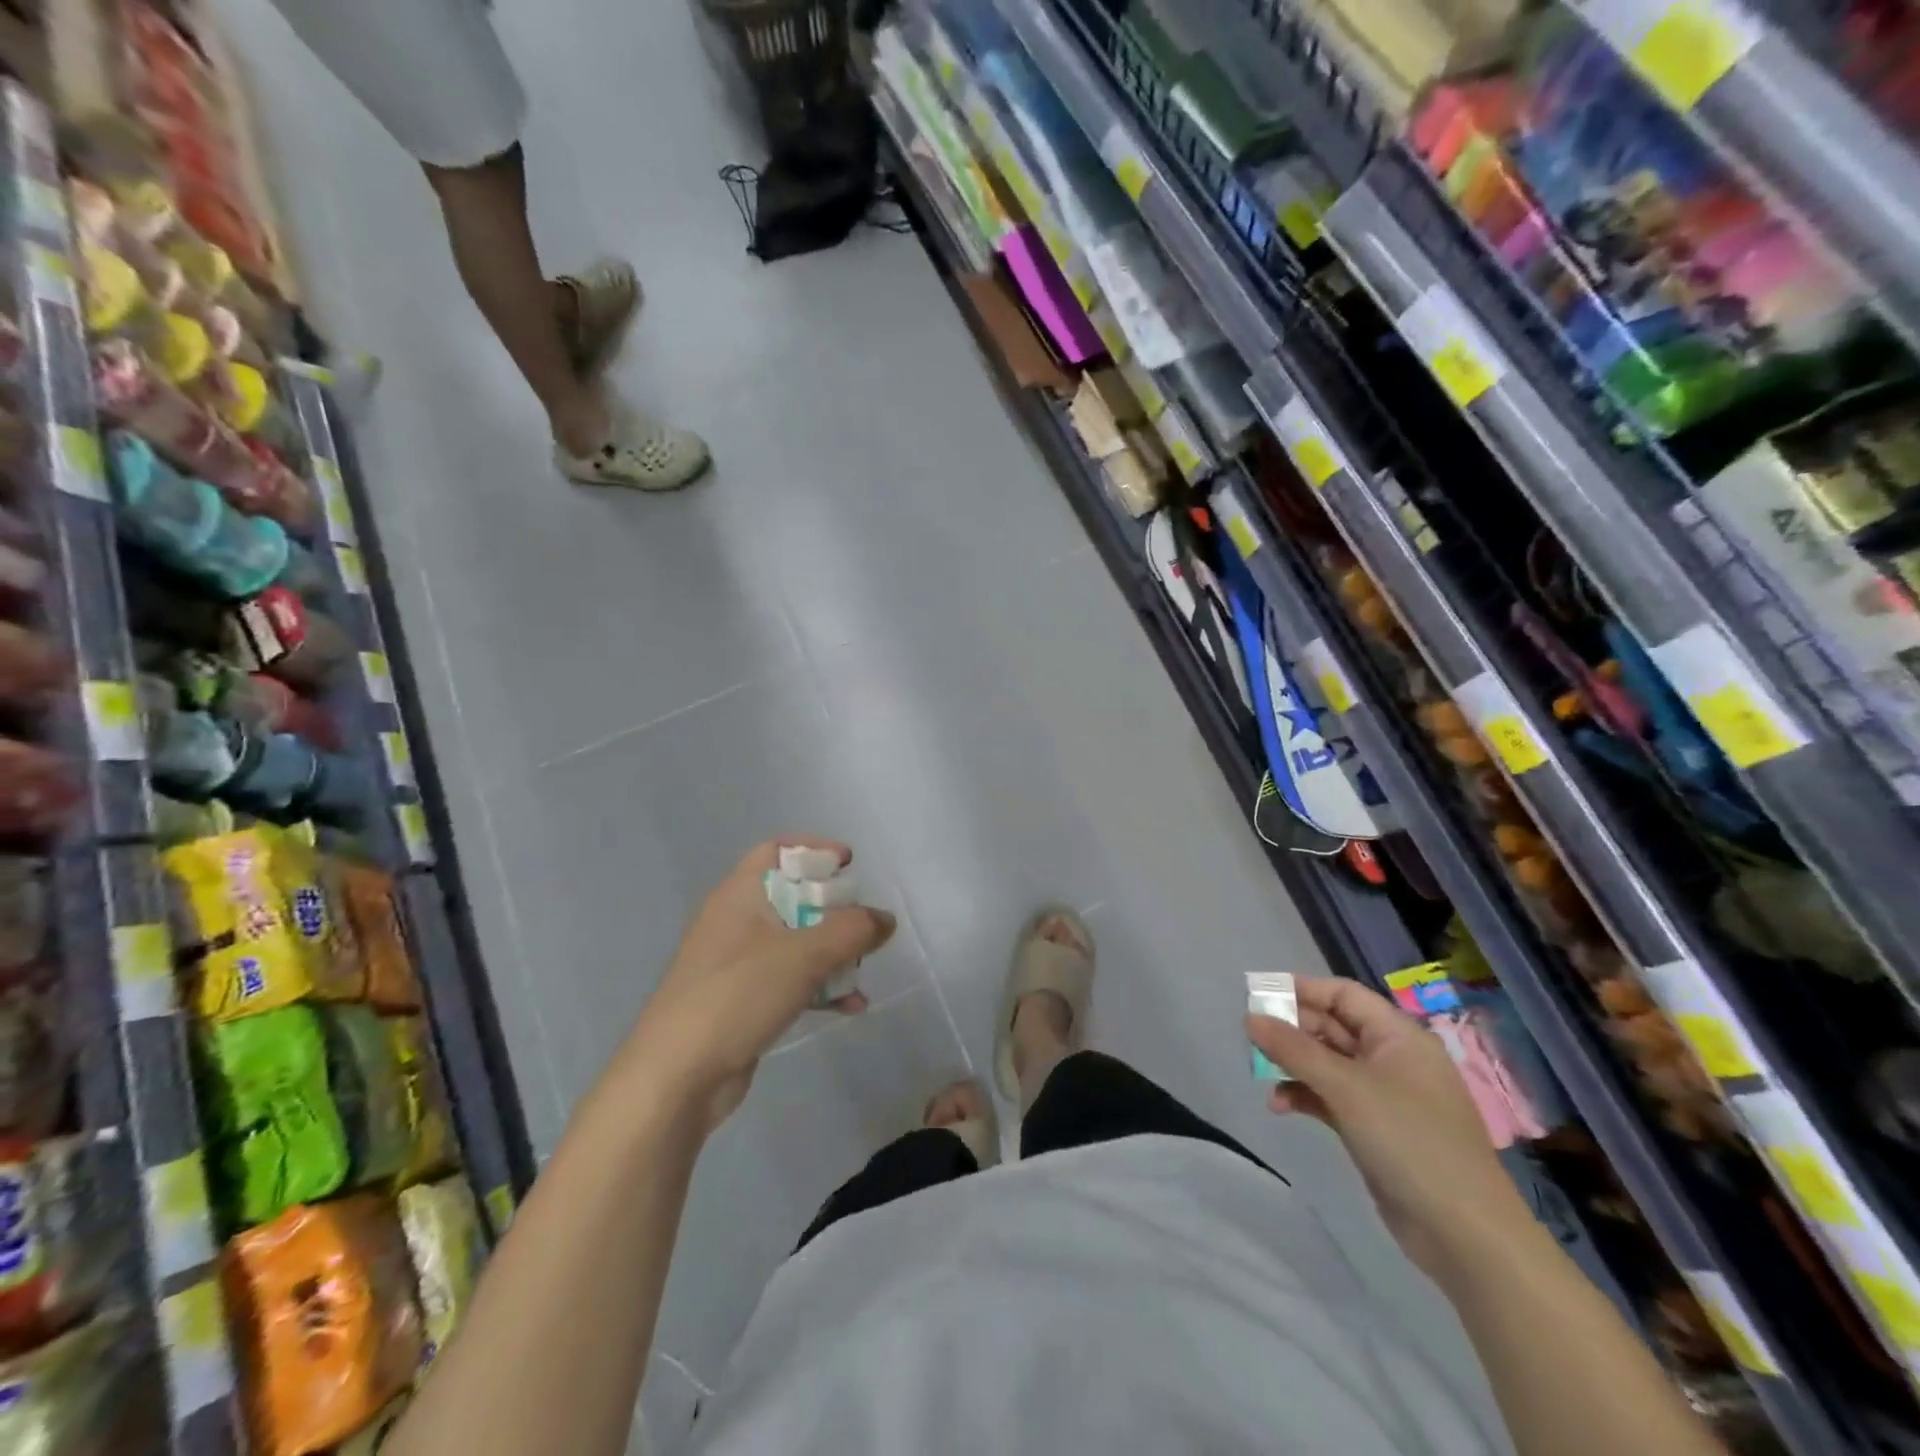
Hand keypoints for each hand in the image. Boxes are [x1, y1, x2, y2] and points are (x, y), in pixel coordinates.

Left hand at [616, 838, 895, 1130]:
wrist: (675, 1078)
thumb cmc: (738, 995)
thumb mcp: (804, 955)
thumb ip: (852, 931)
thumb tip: (885, 919)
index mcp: (740, 894)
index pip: (777, 850)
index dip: (815, 850)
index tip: (850, 866)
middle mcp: (737, 920)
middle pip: (794, 897)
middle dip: (835, 910)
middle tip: (864, 926)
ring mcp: (738, 963)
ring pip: (797, 941)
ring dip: (834, 953)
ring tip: (862, 972)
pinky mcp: (743, 1000)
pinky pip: (791, 980)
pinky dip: (820, 986)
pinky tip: (850, 1006)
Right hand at [1247, 978, 1527, 1278]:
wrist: (1465, 1234)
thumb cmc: (1409, 1141)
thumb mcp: (1346, 1088)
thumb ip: (1294, 1049)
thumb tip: (1250, 1017)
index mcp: (1398, 1036)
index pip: (1343, 994)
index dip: (1302, 990)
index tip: (1258, 995)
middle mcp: (1392, 1058)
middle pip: (1332, 1027)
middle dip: (1291, 1030)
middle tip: (1252, 1039)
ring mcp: (1384, 1095)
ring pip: (1327, 1064)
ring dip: (1293, 1065)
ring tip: (1260, 1075)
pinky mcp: (1375, 1128)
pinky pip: (1331, 1097)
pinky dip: (1305, 1096)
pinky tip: (1280, 1106)